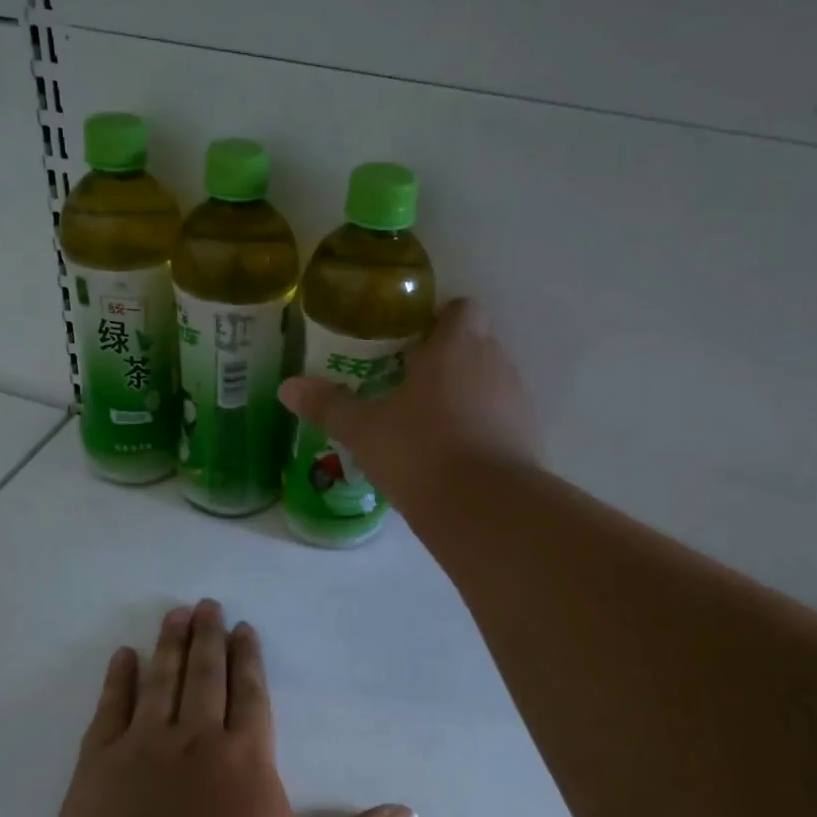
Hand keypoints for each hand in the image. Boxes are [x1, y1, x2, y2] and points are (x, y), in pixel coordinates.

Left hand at [48, 601, 416, 816]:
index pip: (251, 694)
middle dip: (209, 638)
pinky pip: (111, 709)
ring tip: (175, 614)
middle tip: (207, 604)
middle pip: (206, 676)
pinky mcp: (98, 766)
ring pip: (162, 681)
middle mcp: (196, 739)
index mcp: (246, 758)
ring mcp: (143, 747)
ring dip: (170, 645)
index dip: (249, 660)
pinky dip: (118, 680)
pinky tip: (123, 656)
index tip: (244, 628)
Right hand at [278, 298, 538, 512]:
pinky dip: (482, 425)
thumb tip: (287, 387)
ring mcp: (517, 399)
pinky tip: (455, 453)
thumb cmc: (420, 451)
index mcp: (455, 346)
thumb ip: (329, 405)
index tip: (411, 344)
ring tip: (430, 423)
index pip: (461, 308)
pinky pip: (502, 417)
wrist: (485, 508)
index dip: (439, 321)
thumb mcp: (364, 430)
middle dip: (447, 358)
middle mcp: (493, 361)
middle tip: (410, 384)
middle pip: (476, 343)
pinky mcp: (529, 435)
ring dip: (466, 393)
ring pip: (490, 380)